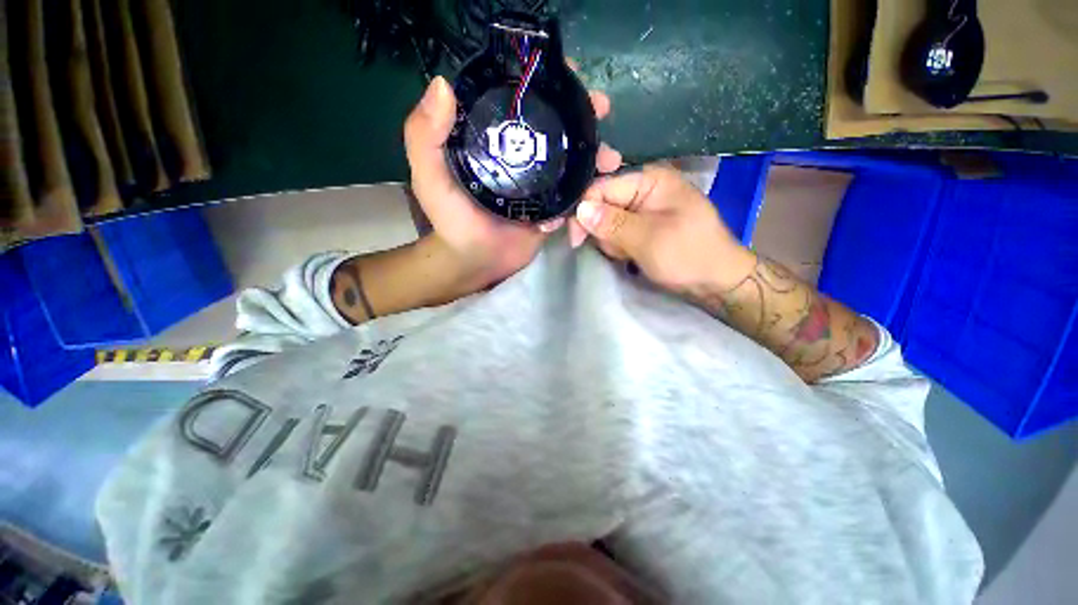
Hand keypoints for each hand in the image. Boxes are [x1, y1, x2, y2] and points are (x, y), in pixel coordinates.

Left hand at [403, 76, 622, 292]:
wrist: (475, 261)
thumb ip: (425, 136)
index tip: (567, 73)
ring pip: (570, 159)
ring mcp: (539, 182)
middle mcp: (520, 155)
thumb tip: (442, 85)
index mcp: (494, 140)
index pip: (520, 102)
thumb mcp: (429, 176)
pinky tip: (601, 185)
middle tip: (601, 110)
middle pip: (555, 127)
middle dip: (582, 115)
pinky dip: (588, 188)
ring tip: (610, 157)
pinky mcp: (552, 206)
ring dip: (594, 153)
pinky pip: (574, 193)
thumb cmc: (451, 220)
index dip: (544, 83)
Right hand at [569, 164, 752, 292]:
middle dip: (603, 231)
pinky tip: (632, 256)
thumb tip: (580, 209)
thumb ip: (612, 223)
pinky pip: (617, 233)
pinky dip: (619, 247)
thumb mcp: (648, 238)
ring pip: (606, 222)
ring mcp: (643, 208)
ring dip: (612, 242)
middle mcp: (644, 189)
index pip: (601, 187)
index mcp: (649, 180)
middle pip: (601, 204)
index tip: (576, 239)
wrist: (715, 282)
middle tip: (619, 250)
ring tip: (630, 255)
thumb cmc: (688, 255)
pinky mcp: (642, 226)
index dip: (584, 211)